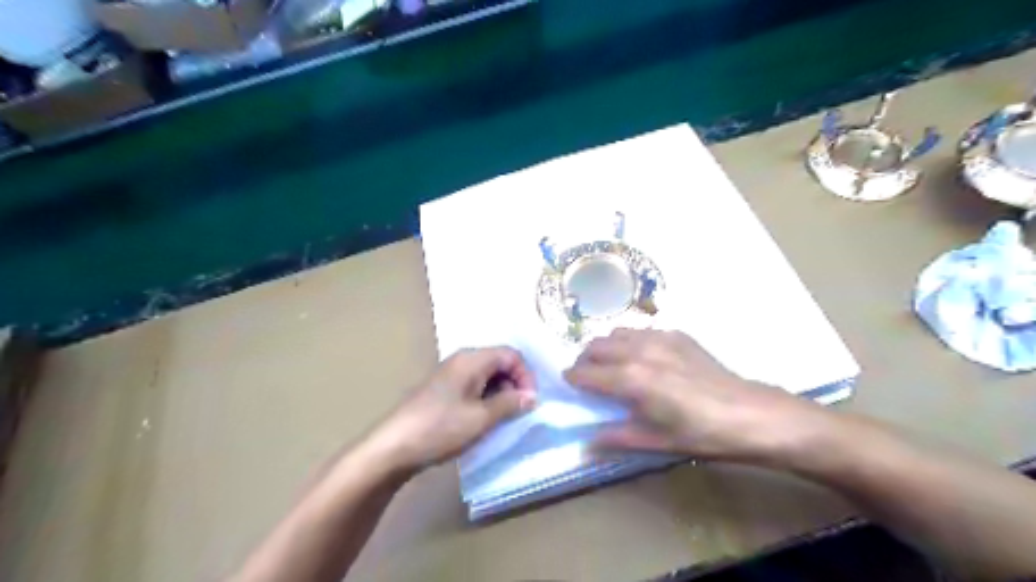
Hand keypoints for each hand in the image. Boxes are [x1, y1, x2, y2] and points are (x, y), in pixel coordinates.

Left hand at [370, 346, 534, 471]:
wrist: (394, 447)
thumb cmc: (440, 428)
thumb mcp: (481, 418)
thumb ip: (510, 404)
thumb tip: (532, 396)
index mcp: (472, 359)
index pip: (511, 355)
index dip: (526, 375)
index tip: (530, 402)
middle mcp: (461, 360)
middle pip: (499, 362)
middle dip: (515, 384)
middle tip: (519, 411)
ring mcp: (450, 374)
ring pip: (487, 375)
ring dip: (501, 393)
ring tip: (503, 418)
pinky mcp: (443, 389)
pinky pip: (473, 385)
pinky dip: (486, 398)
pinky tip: (483, 419)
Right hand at [564, 331, 829, 460]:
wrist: (748, 413)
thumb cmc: (700, 433)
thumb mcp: (656, 441)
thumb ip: (617, 437)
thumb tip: (586, 444)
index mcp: (631, 379)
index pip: (587, 372)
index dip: (573, 377)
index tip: (568, 382)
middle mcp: (639, 351)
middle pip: (597, 345)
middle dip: (585, 358)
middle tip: (587, 374)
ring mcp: (659, 337)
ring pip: (617, 333)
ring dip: (606, 346)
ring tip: (611, 363)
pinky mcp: (677, 334)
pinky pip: (641, 331)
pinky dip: (630, 341)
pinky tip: (642, 357)